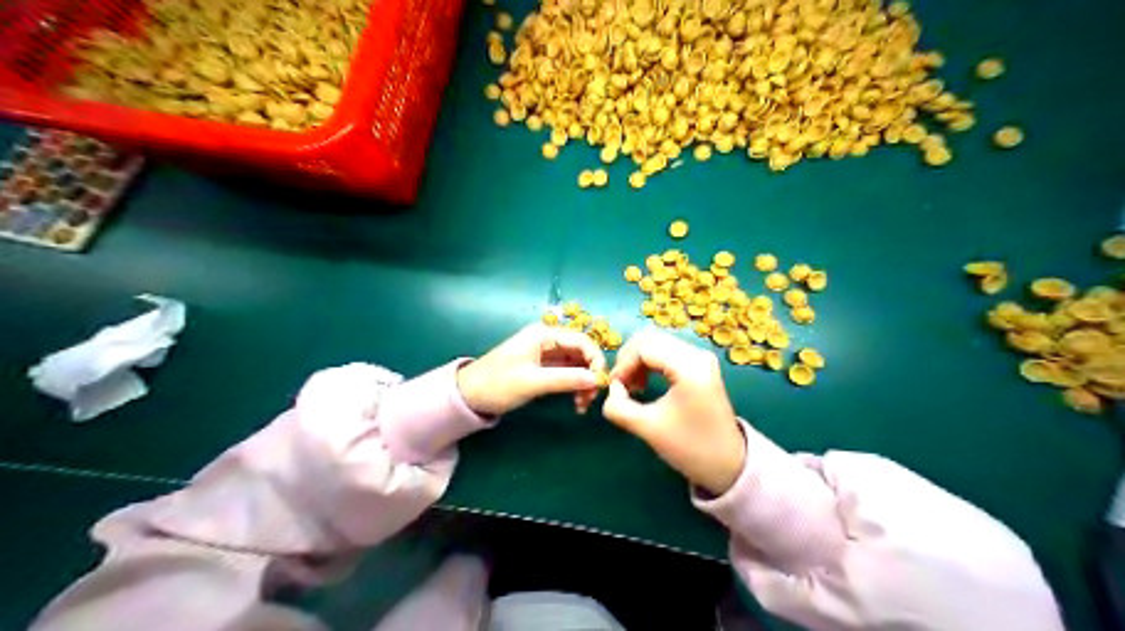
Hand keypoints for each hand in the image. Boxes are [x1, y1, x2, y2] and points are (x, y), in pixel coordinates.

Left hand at [453, 324, 606, 418]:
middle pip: (582, 352)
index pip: (582, 340)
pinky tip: (576, 402)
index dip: (596, 359)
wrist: (468, 396)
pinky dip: (575, 386)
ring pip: (577, 364)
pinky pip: (568, 372)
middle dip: (591, 373)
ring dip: (584, 382)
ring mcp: (545, 353)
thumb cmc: (497, 384)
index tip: (601, 383)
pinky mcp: (543, 367)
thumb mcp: (532, 382)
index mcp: (544, 335)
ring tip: (582, 405)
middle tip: (591, 398)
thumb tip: (597, 379)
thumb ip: (565, 379)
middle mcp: (547, 340)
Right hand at [608, 328, 744, 495]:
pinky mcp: (701, 364)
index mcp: (689, 367)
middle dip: (629, 358)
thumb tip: (612, 388)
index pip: (644, 348)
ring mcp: (701, 357)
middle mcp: (697, 354)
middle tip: (620, 384)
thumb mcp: (647, 428)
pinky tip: (645, 382)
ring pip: (657, 342)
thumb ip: (619, 407)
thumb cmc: (689, 447)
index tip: (614, 388)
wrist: (728, 464)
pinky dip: (650, 361)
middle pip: (650, 338)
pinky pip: (667, 351)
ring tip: (631, 386)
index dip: (623, 364)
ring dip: (638, 359)